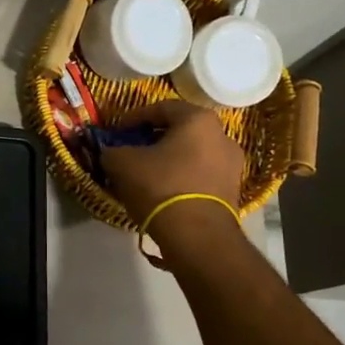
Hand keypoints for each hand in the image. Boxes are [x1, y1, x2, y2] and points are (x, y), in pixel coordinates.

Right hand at [99, 98, 246, 226]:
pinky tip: (162, 191)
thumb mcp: (122, 163)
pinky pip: (200, 175)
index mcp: (198, 120)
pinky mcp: (232, 191)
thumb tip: (111, 152)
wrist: (198, 236)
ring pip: (191, 154)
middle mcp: (222, 136)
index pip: (161, 108)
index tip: (117, 131)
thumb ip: (113, 150)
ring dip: (168, 160)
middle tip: (131, 150)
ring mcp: (232, 165)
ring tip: (145, 173)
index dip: (134, 118)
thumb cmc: (160, 186)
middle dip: (153, 139)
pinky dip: (181, 178)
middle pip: (180, 131)